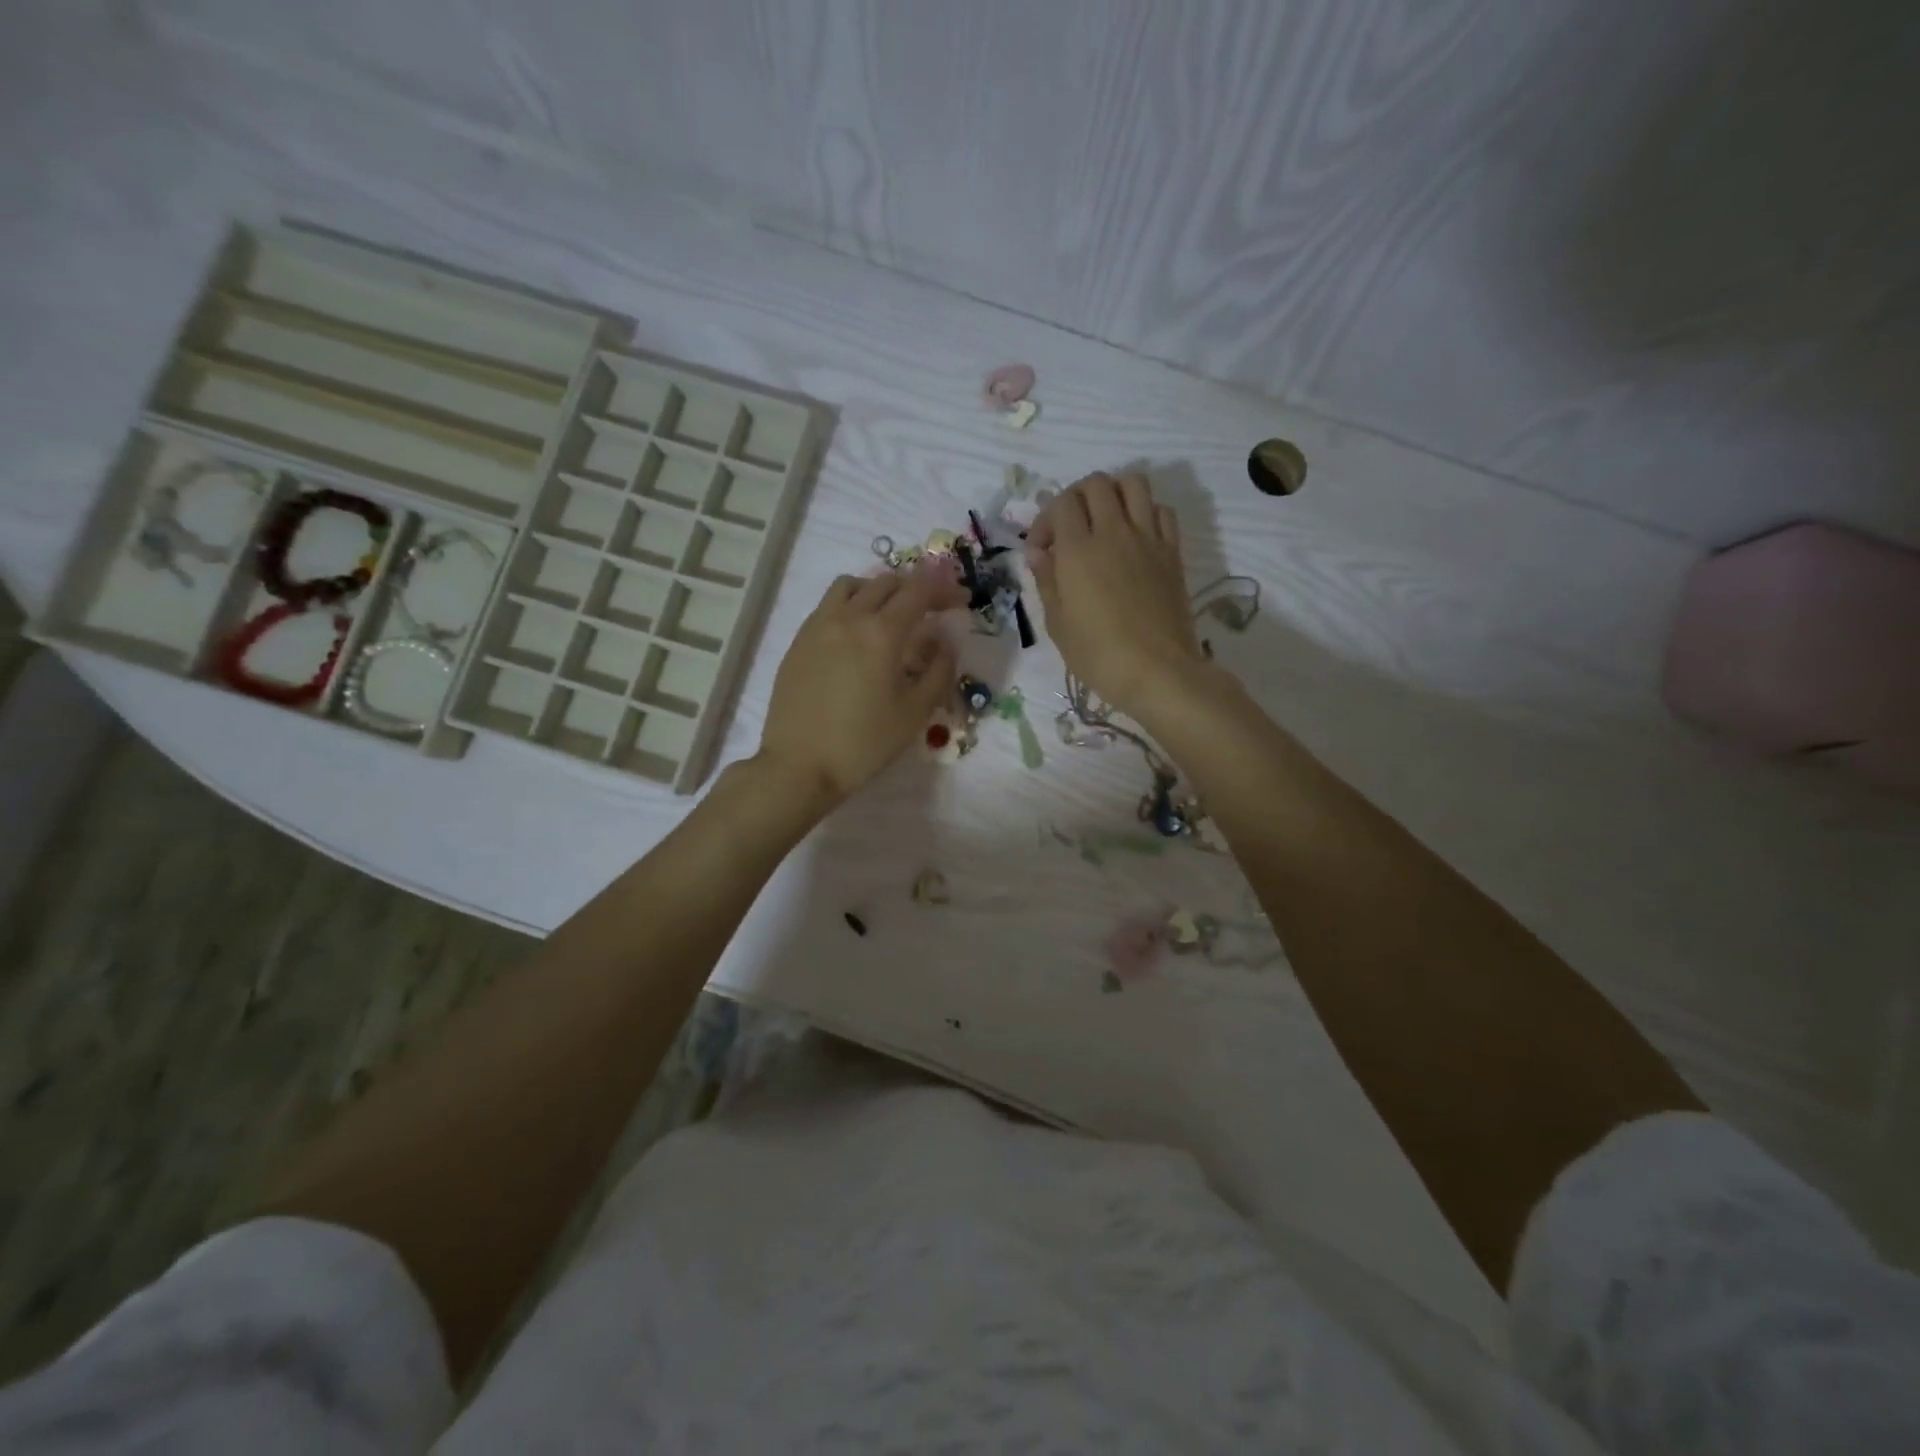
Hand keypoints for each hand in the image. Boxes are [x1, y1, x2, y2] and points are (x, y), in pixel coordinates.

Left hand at [757, 567, 965, 807]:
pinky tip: (855, 636)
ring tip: (889, 615)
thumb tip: (944, 643)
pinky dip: (850, 606)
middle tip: (930, 610)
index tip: (959, 602)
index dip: (943, 590)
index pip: (918, 592)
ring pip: (851, 586)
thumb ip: (938, 672)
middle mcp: (848, 618)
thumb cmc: (863, 743)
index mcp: (881, 633)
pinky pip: (828, 606)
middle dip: (913, 589)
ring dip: (877, 590)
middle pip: (885, 583)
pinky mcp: (798, 642)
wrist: (799, 766)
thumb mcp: (914, 713)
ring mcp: (817, 627)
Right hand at [1026, 472, 1204, 717]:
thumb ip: (1046, 580)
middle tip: (1070, 528)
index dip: (1044, 521)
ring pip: (1133, 483)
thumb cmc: (1098, 655)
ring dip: (1114, 493)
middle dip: (1076, 498)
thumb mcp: (1057, 623)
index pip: (1060, 504)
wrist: (1157, 671)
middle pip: (1095, 484)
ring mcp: (1147, 538)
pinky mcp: (1172, 551)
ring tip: (1105, 519)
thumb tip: (1038, 552)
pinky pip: (1162, 510)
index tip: (1042, 551)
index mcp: (1078, 550)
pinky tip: (1136, 536)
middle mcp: (1113, 532)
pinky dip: (1145, 512)